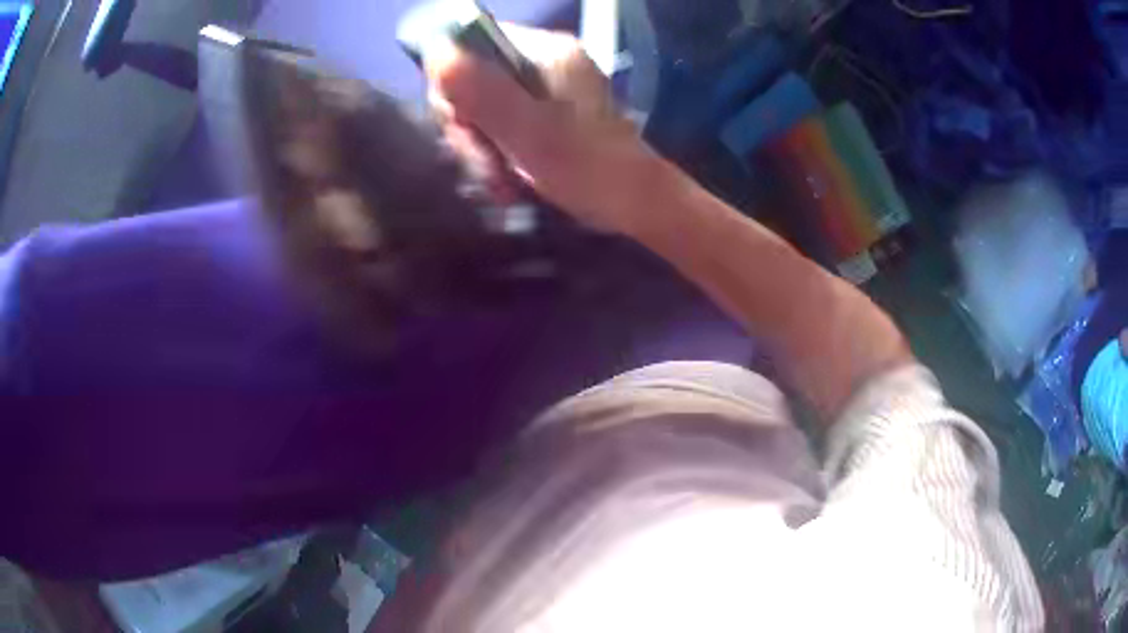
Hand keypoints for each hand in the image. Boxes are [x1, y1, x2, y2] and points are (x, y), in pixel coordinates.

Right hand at [425, 24, 653, 232]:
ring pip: (482, 109)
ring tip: (502, 186)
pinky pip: (500, 127)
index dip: (454, 83)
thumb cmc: (588, 167)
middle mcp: (542, 62)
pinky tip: (508, 185)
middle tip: (486, 167)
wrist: (634, 204)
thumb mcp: (529, 131)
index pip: (472, 44)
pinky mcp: (545, 116)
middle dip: (469, 130)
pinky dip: (498, 158)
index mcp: (544, 52)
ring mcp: (544, 90)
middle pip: (473, 80)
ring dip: (482, 152)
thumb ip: (483, 91)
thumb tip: (435, 53)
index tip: (462, 124)